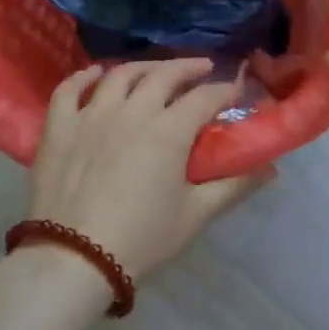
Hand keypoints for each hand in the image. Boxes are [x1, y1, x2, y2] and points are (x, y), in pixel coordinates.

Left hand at [29, 59, 274, 279]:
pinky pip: (69, 89)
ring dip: (144, 67)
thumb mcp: (194, 216)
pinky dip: (83, 77)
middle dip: (189, 67)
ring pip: (120, 75)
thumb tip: (269, 169)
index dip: (224, 90)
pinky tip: (96, 75)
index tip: (236, 90)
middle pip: (164, 74)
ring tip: (156, 70)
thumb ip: (233, 187)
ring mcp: (91, 115)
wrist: (72, 262)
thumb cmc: (141, 240)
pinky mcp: (59, 128)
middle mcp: (132, 112)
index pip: (204, 97)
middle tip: (203, 68)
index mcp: (168, 131)